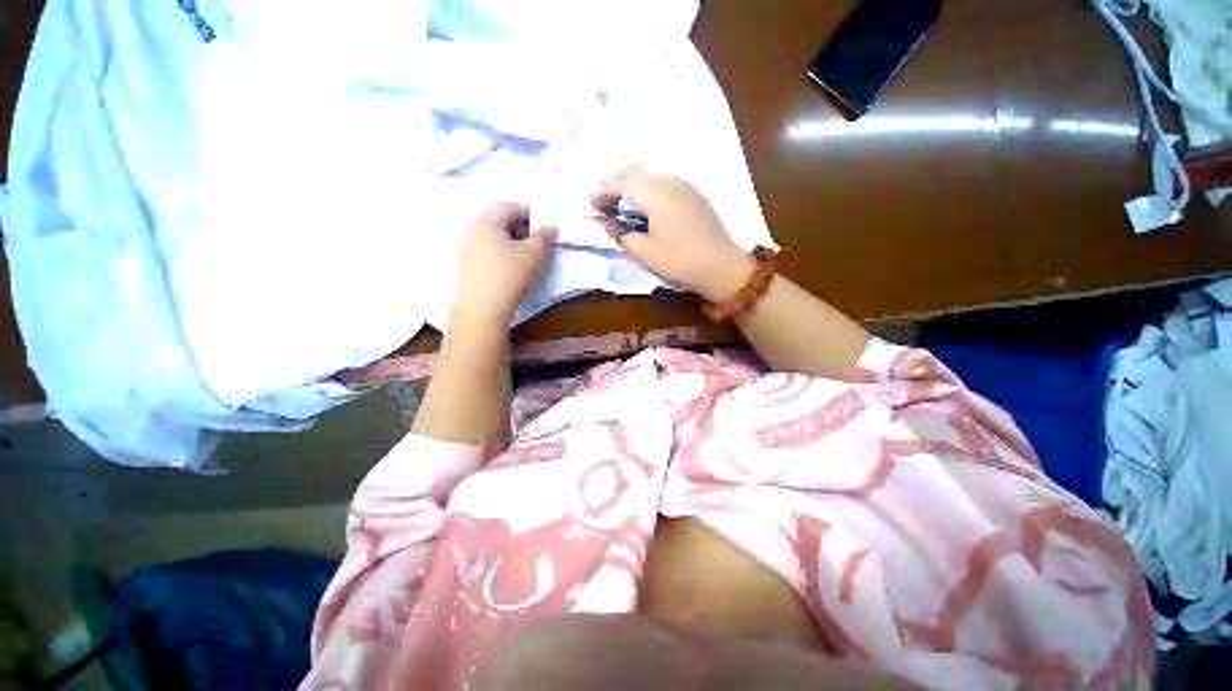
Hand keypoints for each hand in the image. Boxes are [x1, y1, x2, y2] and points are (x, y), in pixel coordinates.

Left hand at [449, 203, 556, 333]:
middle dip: (523, 229)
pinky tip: (512, 269)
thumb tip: (551, 226)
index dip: (534, 216)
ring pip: (495, 237)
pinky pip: (488, 250)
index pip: (513, 207)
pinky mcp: (466, 264)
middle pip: (502, 220)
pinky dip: (503, 253)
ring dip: (514, 242)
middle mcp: (472, 227)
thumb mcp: (533, 254)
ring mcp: (466, 246)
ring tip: (528, 258)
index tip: (547, 231)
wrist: (481, 310)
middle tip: (540, 244)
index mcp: (487, 219)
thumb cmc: (508, 275)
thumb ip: (545, 237)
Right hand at [591, 167, 753, 302]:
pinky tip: (644, 207)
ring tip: (621, 206)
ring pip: (649, 174)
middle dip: (614, 184)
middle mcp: (669, 181)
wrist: (721, 266)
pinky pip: (662, 181)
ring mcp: (684, 185)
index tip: (590, 205)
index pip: (621, 182)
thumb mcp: (643, 252)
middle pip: (634, 171)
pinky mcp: (692, 193)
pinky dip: (646, 189)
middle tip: (603, 204)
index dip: (602, 191)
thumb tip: (604, 220)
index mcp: (655, 194)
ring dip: (630, 185)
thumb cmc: (679, 261)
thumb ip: (620, 233)